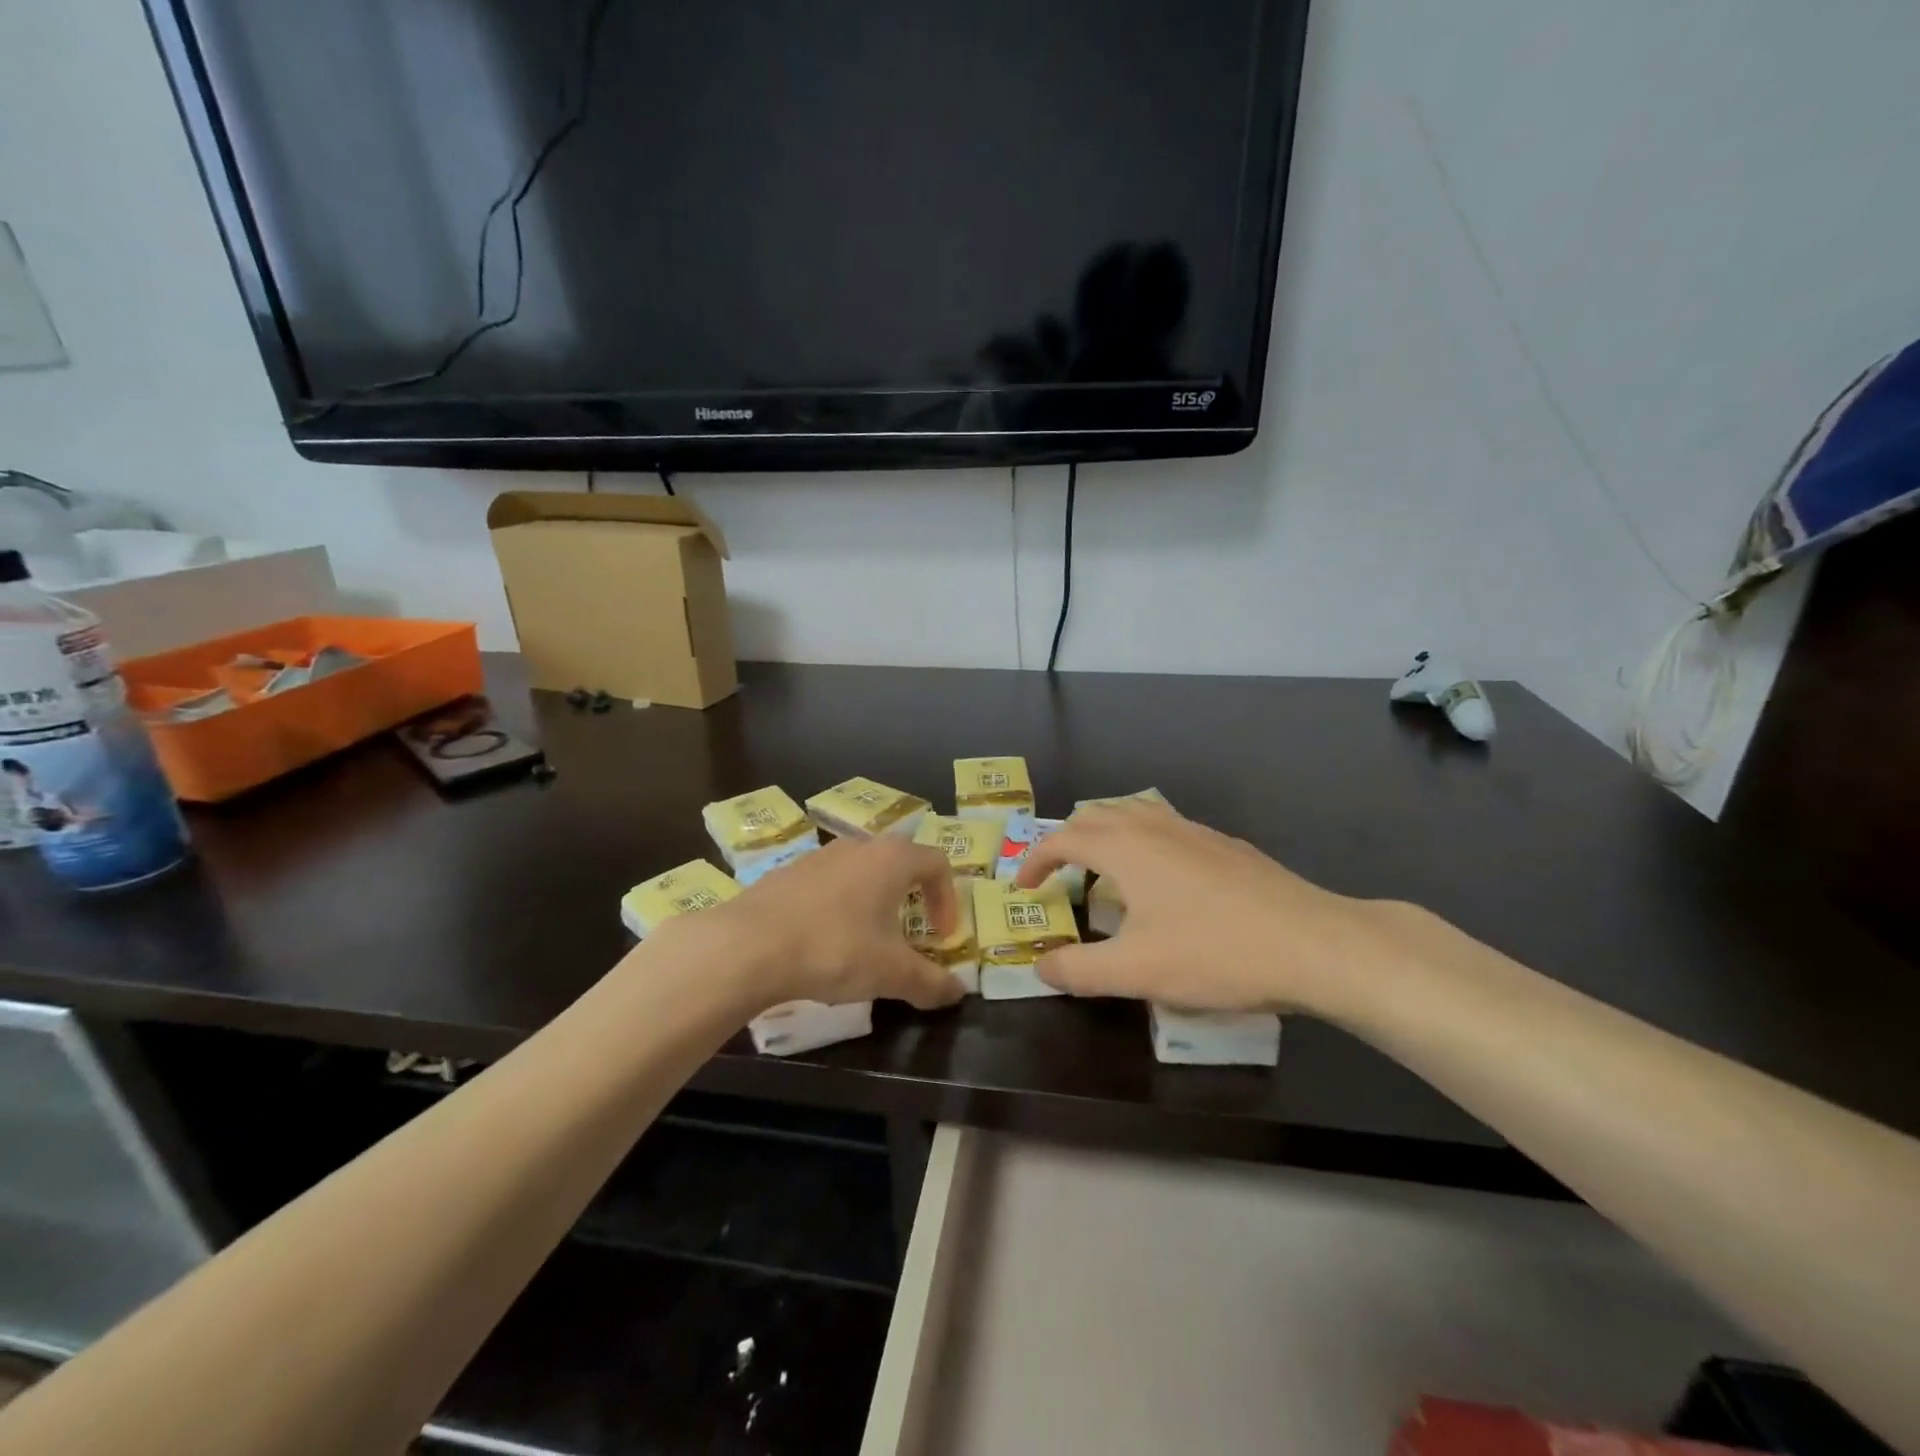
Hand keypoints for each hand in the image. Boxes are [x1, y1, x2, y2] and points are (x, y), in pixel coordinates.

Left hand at [653, 835, 964, 1012]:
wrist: (748, 945)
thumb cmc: (834, 949)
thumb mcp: (890, 973)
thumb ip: (930, 982)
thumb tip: (958, 992)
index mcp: (892, 859)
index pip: (937, 863)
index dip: (947, 899)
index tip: (941, 936)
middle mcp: (858, 847)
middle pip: (898, 862)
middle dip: (911, 897)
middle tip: (909, 934)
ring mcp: (819, 856)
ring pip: (860, 871)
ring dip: (873, 901)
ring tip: (866, 941)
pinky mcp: (787, 872)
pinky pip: (827, 884)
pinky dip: (838, 906)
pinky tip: (823, 942)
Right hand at [1015, 799, 1414, 1016]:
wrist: (1314, 944)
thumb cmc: (1215, 953)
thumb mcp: (1136, 972)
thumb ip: (1078, 970)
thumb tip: (1041, 965)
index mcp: (1127, 847)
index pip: (1064, 838)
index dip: (1036, 860)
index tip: (1022, 887)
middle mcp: (1157, 826)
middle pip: (1097, 814)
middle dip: (1067, 840)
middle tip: (1057, 876)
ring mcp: (1196, 831)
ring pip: (1135, 813)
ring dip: (1106, 835)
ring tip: (1103, 871)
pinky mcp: (1226, 846)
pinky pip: (1166, 828)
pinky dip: (1142, 843)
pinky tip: (1162, 884)